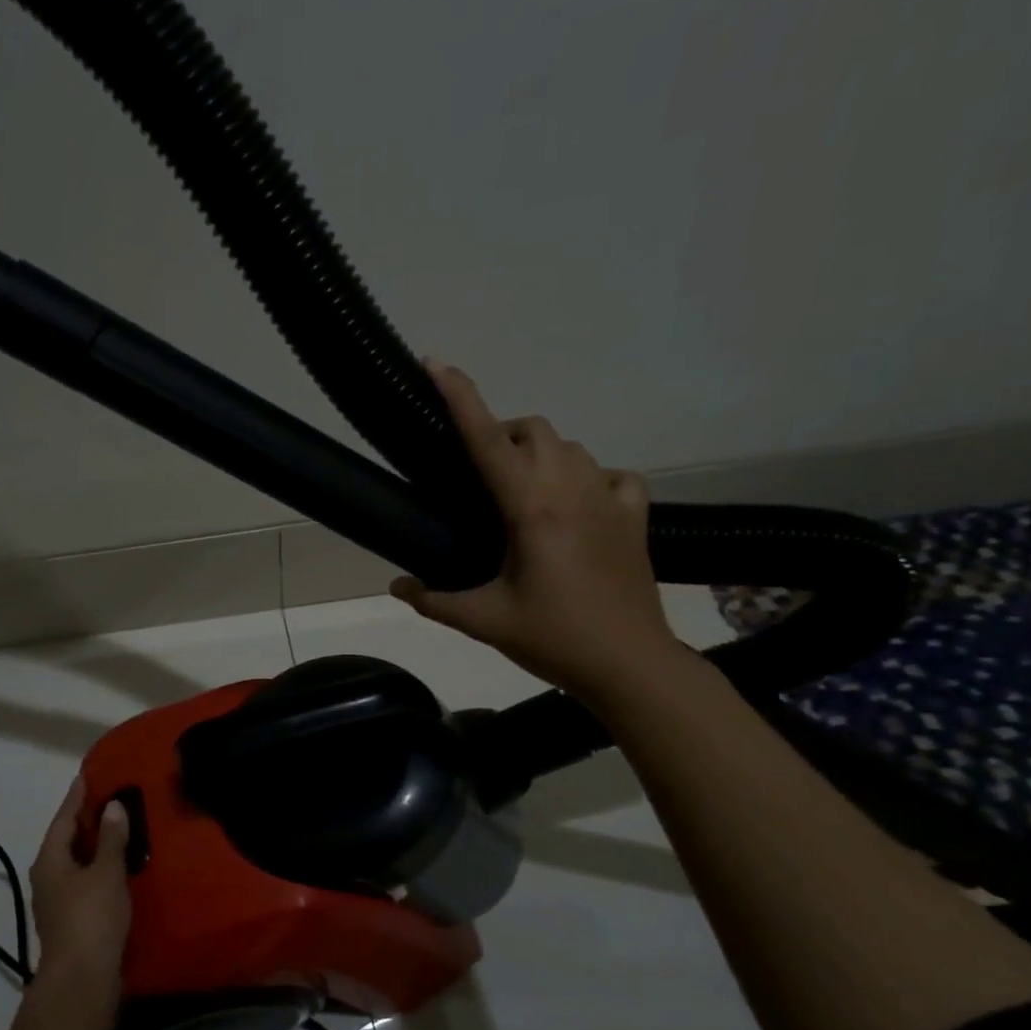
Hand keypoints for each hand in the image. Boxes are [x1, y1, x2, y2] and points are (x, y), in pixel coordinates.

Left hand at [28, 777, 132, 1013]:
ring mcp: (57, 902)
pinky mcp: (71, 921)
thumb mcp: (106, 872)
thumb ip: (111, 839)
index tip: (86, 775)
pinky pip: (85, 881)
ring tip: (116, 827)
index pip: (63, 818)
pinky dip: (99, 868)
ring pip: (75, 862)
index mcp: (50, 860)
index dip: (76, 797)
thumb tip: (112, 806)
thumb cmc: (91, 918)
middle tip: (107, 797)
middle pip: (66, 840)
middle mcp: (48, 877)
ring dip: (93, 845)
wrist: (81, 980)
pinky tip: (117, 867)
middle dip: (85, 820)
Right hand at [389, 363, 681, 702]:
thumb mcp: (484, 620)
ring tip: (522, 492)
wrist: (630, 665)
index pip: (486, 439)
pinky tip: (576, 504)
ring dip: (539, 454)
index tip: (435, 364)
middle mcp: (571, 489)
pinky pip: (611, 474)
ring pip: (570, 446)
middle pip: (532, 430)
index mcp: (530, 508)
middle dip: (500, 435)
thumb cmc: (554, 639)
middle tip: (479, 476)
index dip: (459, 397)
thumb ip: (433, 600)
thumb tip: (396, 585)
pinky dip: (587, 478)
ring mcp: (609, 498)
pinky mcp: (634, 515)